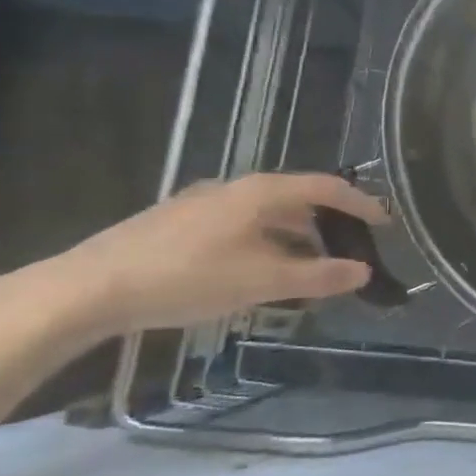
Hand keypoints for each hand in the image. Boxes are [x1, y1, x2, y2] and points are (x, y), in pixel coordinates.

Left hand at [50, 173, 391, 336]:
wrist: (89, 288)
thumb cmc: (188, 277)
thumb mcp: (262, 281)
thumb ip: (318, 276)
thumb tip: (363, 271)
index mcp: (261, 192)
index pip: (326, 187)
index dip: (360, 203)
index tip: (385, 222)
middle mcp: (235, 188)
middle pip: (296, 198)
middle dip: (328, 223)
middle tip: (349, 250)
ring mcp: (202, 204)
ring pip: (266, 214)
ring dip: (296, 236)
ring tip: (309, 267)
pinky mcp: (178, 224)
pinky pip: (241, 225)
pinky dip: (266, 242)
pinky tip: (258, 271)